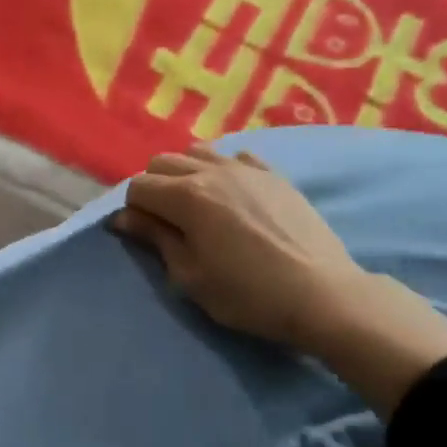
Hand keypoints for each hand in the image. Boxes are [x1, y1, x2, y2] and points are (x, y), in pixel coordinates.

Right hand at [114, 144, 446, 413]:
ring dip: (185, 173)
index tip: (145, 234)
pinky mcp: (273, 175)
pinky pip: (234, 156)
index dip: (133, 210)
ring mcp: (246, 168)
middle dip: (154, 187)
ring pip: (196, 152)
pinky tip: (232, 195)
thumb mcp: (190, 277)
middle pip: (162, 162)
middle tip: (167, 222)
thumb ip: (156, 239)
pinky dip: (221, 169)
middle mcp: (211, 171)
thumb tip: (123, 218)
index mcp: (186, 196)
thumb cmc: (248, 294)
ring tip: (197, 205)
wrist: (323, 295)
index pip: (138, 187)